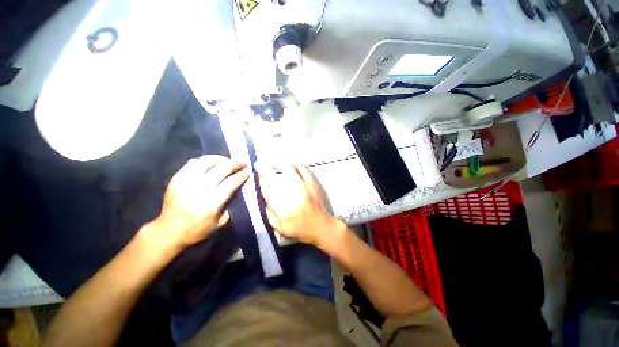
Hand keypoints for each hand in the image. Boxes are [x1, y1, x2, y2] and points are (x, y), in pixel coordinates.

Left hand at [152, 155, 248, 250]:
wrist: (168, 231)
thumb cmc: (197, 230)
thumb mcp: (219, 223)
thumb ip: (230, 205)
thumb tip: (238, 189)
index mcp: (211, 203)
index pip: (230, 183)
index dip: (241, 175)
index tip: (248, 170)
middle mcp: (198, 189)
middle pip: (221, 169)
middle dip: (235, 163)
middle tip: (242, 162)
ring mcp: (185, 182)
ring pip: (206, 162)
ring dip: (220, 159)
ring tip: (228, 160)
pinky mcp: (176, 178)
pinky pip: (192, 163)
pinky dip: (205, 161)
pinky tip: (211, 163)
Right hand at [255, 162, 342, 247]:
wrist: (321, 226)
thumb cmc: (299, 229)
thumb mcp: (279, 227)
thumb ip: (268, 214)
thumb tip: (261, 199)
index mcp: (282, 208)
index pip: (266, 191)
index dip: (259, 182)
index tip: (255, 176)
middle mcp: (292, 195)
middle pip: (275, 179)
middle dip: (264, 170)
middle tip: (258, 164)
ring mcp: (304, 188)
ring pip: (289, 171)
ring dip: (279, 165)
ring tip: (274, 162)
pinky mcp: (313, 184)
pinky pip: (304, 171)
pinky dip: (297, 166)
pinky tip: (291, 163)